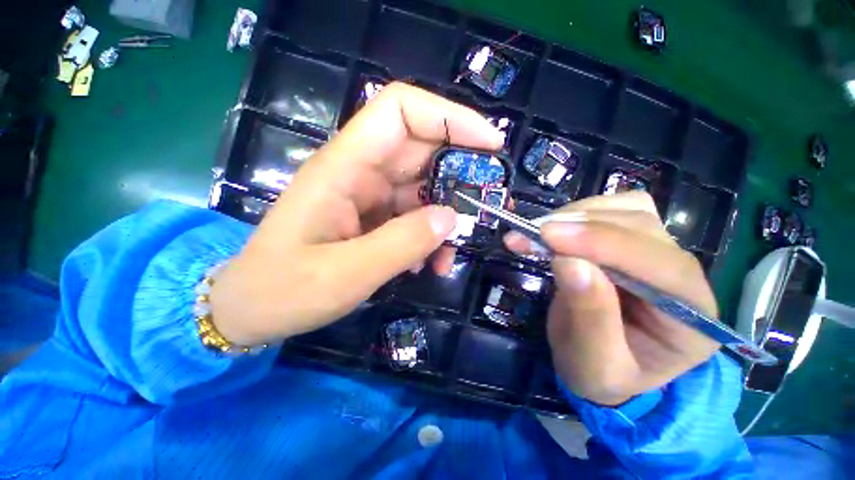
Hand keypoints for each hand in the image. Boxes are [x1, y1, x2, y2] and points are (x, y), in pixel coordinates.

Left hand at [210, 83, 503, 345]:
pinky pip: (414, 216)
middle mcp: (359, 173)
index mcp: (344, 168)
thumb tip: (451, 219)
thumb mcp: (347, 273)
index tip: (490, 145)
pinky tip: (429, 265)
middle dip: (462, 173)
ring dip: (447, 217)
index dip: (450, 117)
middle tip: (491, 203)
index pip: (401, 111)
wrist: (253, 308)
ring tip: (453, 253)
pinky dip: (429, 236)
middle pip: (422, 150)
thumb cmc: (285, 290)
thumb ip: (401, 244)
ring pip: (423, 189)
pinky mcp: (374, 218)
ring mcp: (368, 196)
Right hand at [505, 192, 719, 405]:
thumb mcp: (593, 364)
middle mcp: (686, 276)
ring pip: (628, 208)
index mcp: (692, 319)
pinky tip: (552, 230)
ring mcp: (661, 251)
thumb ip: (589, 317)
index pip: (661, 266)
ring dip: (576, 215)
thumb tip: (568, 261)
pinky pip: (612, 209)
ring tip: (537, 233)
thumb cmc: (601, 373)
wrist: (600, 362)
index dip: (602, 244)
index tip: (548, 235)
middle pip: (642, 228)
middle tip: (531, 234)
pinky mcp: (634, 239)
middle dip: (581, 226)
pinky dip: (576, 213)